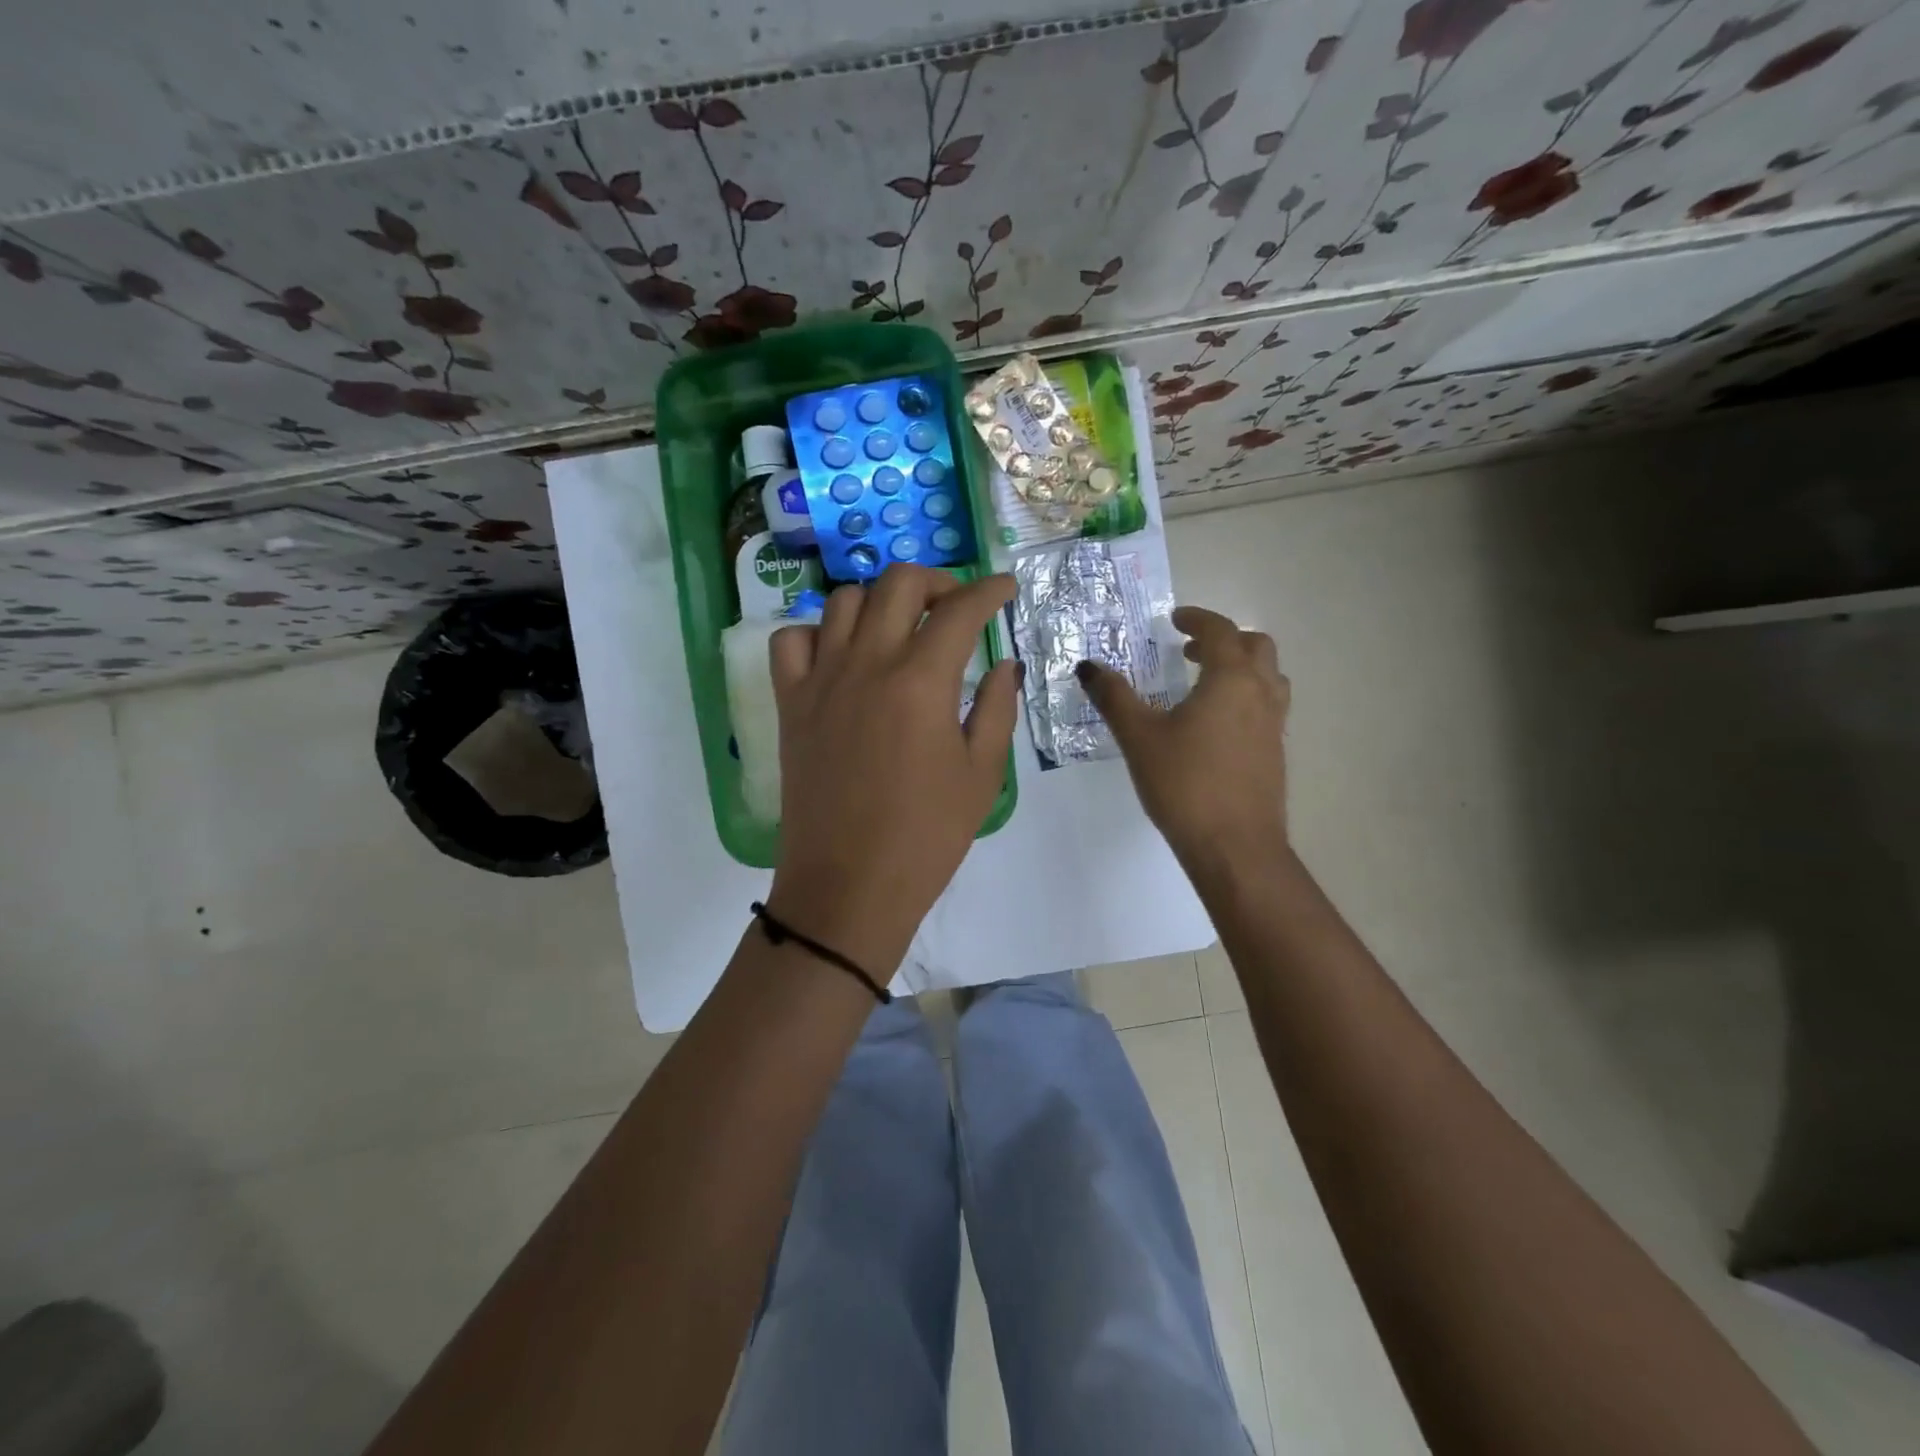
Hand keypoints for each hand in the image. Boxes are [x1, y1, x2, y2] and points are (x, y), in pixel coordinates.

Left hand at [765, 566, 1021, 970]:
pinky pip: (791, 640)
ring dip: (880, 602)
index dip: (990, 590)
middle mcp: (868, 664)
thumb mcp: (982, 774)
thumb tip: (1004, 664)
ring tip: (901, 629)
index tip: (1005, 588)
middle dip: (937, 582)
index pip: (961, 610)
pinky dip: (817, 632)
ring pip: (844, 601)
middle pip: (898, 584)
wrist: (849, 885)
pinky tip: (841, 655)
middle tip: (956, 607)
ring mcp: (821, 680)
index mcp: (922, 681)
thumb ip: (998, 708)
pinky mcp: (790, 703)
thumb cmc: (926, 837)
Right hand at [1077, 605, 1289, 871]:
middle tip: (1190, 650)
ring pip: (1269, 677)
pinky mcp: (1275, 753)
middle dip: (1224, 639)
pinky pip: (1267, 706)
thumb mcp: (1139, 737)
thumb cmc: (1184, 784)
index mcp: (1231, 680)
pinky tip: (1215, 725)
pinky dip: (1246, 696)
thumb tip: (1088, 667)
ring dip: (1241, 667)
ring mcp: (1274, 725)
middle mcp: (1261, 694)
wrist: (1235, 847)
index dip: (1197, 619)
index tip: (1175, 620)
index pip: (1220, 631)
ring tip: (1205, 682)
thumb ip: (1114, 697)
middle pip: (1256, 647)